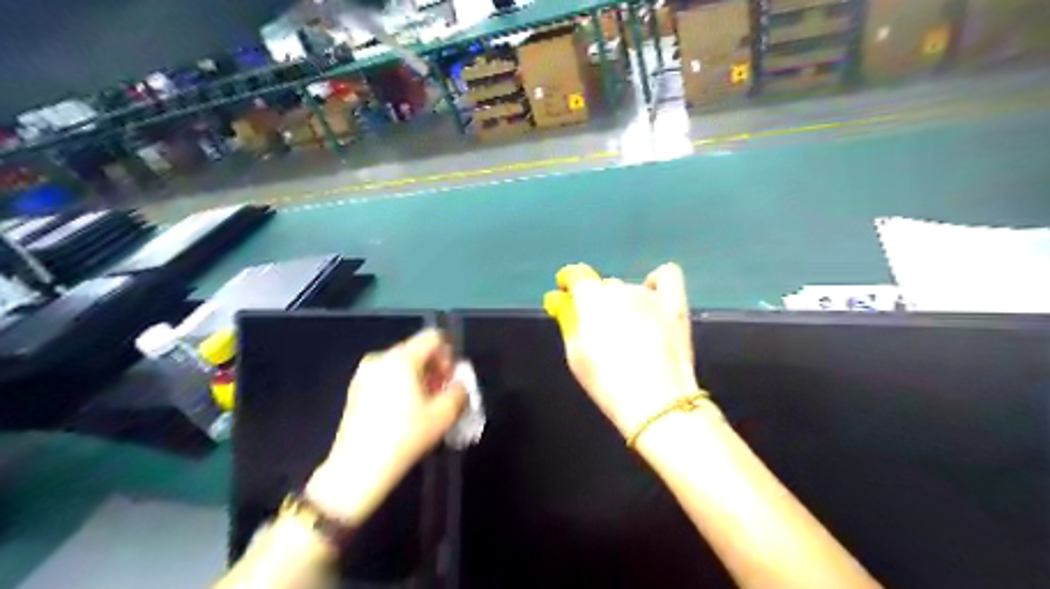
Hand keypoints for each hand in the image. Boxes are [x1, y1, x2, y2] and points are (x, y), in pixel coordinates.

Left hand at [305, 328, 464, 525]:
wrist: (357, 469)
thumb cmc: (405, 437)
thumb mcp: (444, 415)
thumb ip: (460, 391)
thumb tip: (459, 383)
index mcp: (402, 358)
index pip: (433, 338)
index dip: (449, 355)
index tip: (450, 381)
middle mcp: (380, 358)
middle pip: (417, 350)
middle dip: (434, 369)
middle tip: (441, 395)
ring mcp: (364, 374)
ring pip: (402, 365)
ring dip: (418, 379)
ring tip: (423, 407)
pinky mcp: (355, 390)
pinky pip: (387, 377)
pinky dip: (400, 387)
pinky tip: (403, 413)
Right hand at [547, 262, 698, 435]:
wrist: (655, 402)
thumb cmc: (607, 383)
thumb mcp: (576, 356)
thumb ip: (570, 323)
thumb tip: (565, 303)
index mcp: (592, 300)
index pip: (577, 277)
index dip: (570, 284)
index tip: (567, 296)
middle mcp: (621, 290)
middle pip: (605, 288)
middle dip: (600, 304)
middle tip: (603, 333)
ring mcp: (651, 295)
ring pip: (631, 290)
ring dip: (626, 305)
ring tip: (632, 333)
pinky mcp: (675, 304)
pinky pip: (667, 276)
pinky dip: (657, 283)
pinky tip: (654, 298)